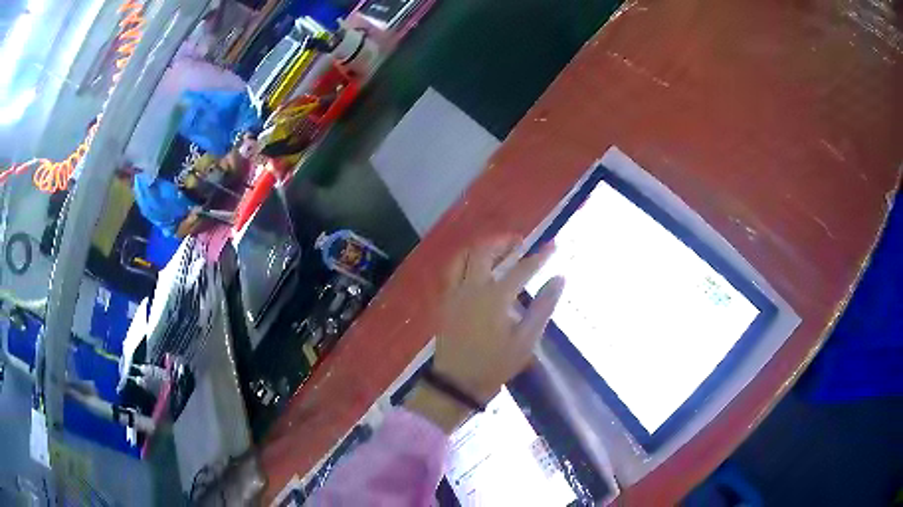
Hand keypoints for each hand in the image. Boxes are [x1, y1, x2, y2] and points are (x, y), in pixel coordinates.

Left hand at [406, 236, 564, 431]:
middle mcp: (472, 288)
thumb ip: (543, 307)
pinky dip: (465, 260)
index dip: (540, 256)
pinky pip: (452, 270)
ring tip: (496, 250)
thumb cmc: (495, 364)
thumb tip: (559, 279)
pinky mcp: (444, 301)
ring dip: (481, 248)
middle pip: (485, 251)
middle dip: (503, 241)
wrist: (457, 382)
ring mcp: (454, 292)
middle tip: (518, 243)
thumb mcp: (526, 340)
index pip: (522, 269)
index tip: (553, 245)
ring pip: (463, 256)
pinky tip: (475, 268)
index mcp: (496, 298)